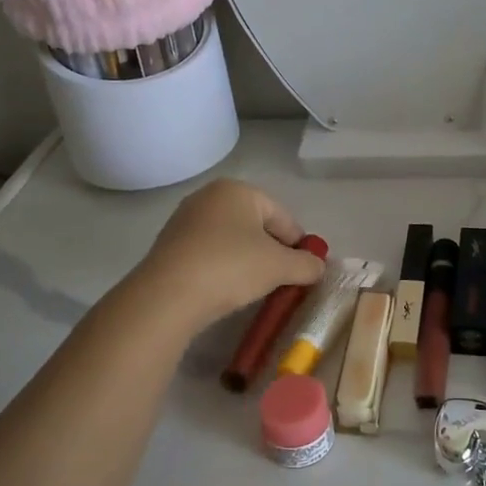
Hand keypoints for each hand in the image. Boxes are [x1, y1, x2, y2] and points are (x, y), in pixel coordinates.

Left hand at [132, 179, 324, 334]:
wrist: (168, 296)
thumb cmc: (231, 267)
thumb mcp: (280, 267)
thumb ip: (306, 264)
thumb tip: (318, 266)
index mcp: (238, 190)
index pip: (282, 216)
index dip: (299, 243)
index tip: (306, 269)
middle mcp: (209, 197)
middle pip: (256, 226)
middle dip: (272, 252)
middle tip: (283, 280)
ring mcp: (185, 221)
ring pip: (231, 240)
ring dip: (247, 261)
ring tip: (255, 288)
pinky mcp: (169, 246)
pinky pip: (208, 254)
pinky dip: (223, 268)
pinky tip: (226, 290)